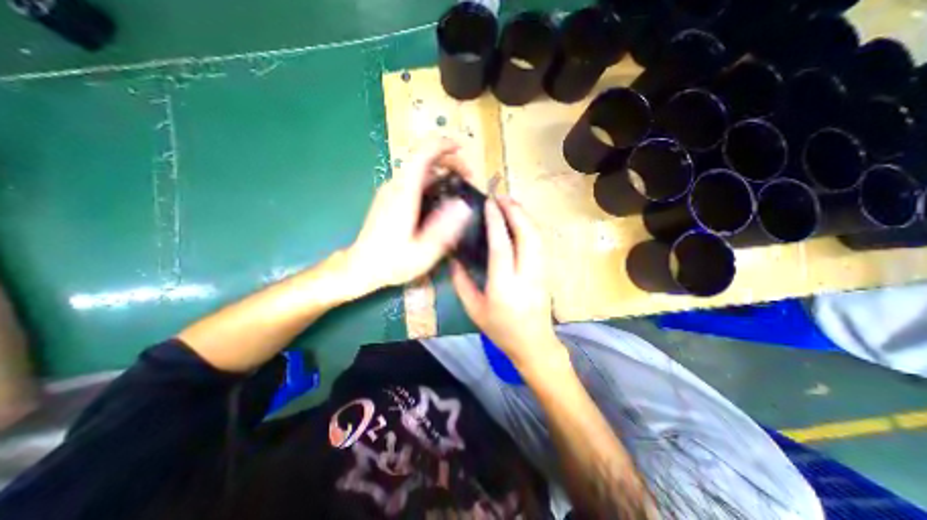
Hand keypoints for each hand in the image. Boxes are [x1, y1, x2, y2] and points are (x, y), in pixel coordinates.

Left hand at [347, 137, 477, 294]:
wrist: (362, 266)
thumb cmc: (392, 261)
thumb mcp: (423, 251)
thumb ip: (444, 228)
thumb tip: (464, 206)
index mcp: (404, 193)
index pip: (422, 153)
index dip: (443, 144)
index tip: (462, 148)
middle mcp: (395, 185)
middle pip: (422, 157)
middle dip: (449, 160)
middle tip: (468, 177)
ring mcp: (391, 190)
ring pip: (419, 168)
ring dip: (441, 170)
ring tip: (459, 186)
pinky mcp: (390, 197)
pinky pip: (413, 179)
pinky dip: (432, 180)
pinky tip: (441, 197)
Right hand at [451, 196, 561, 369]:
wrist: (533, 343)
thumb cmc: (500, 329)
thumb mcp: (473, 309)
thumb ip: (461, 282)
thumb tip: (453, 258)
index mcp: (504, 288)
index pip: (501, 247)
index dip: (496, 222)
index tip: (489, 203)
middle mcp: (526, 276)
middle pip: (527, 236)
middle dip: (515, 211)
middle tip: (501, 196)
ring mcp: (541, 273)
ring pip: (537, 237)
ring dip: (525, 216)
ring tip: (510, 203)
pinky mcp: (547, 272)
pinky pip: (540, 243)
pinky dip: (530, 226)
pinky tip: (521, 219)